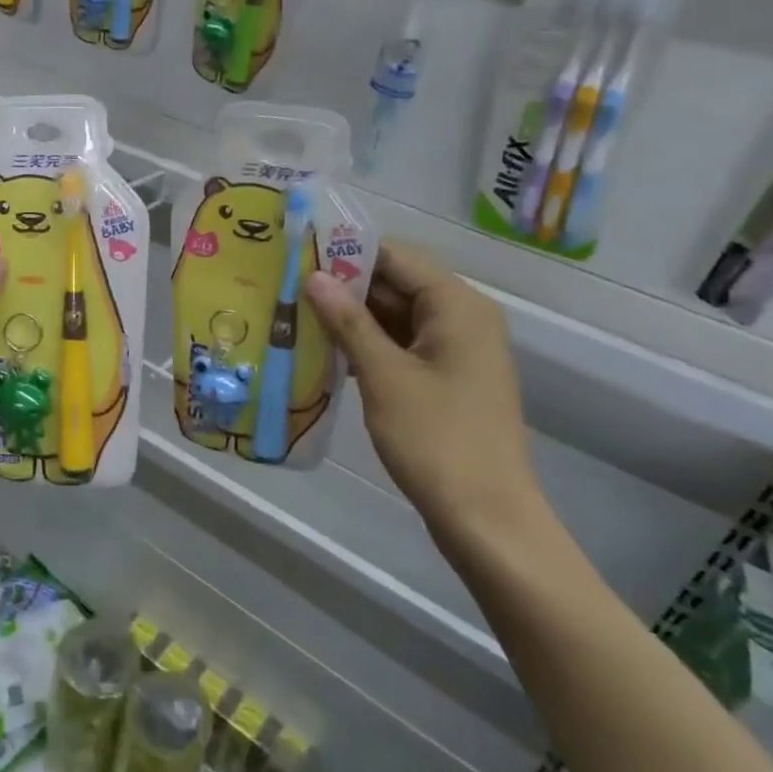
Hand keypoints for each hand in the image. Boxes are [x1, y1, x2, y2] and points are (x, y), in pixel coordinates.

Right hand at [304, 242, 544, 542]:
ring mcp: (456, 350)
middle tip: (286, 287)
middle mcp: (462, 318)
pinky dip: (368, 345)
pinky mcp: (446, 378)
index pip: (396, 257)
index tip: (296, 255)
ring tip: (295, 315)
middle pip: (396, 284)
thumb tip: (314, 276)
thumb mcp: (385, 376)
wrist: (486, 519)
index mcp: (457, 306)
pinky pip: (402, 345)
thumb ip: (348, 322)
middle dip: (344, 287)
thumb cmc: (437, 440)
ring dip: (351, 318)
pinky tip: (325, 351)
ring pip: (396, 316)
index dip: (346, 253)